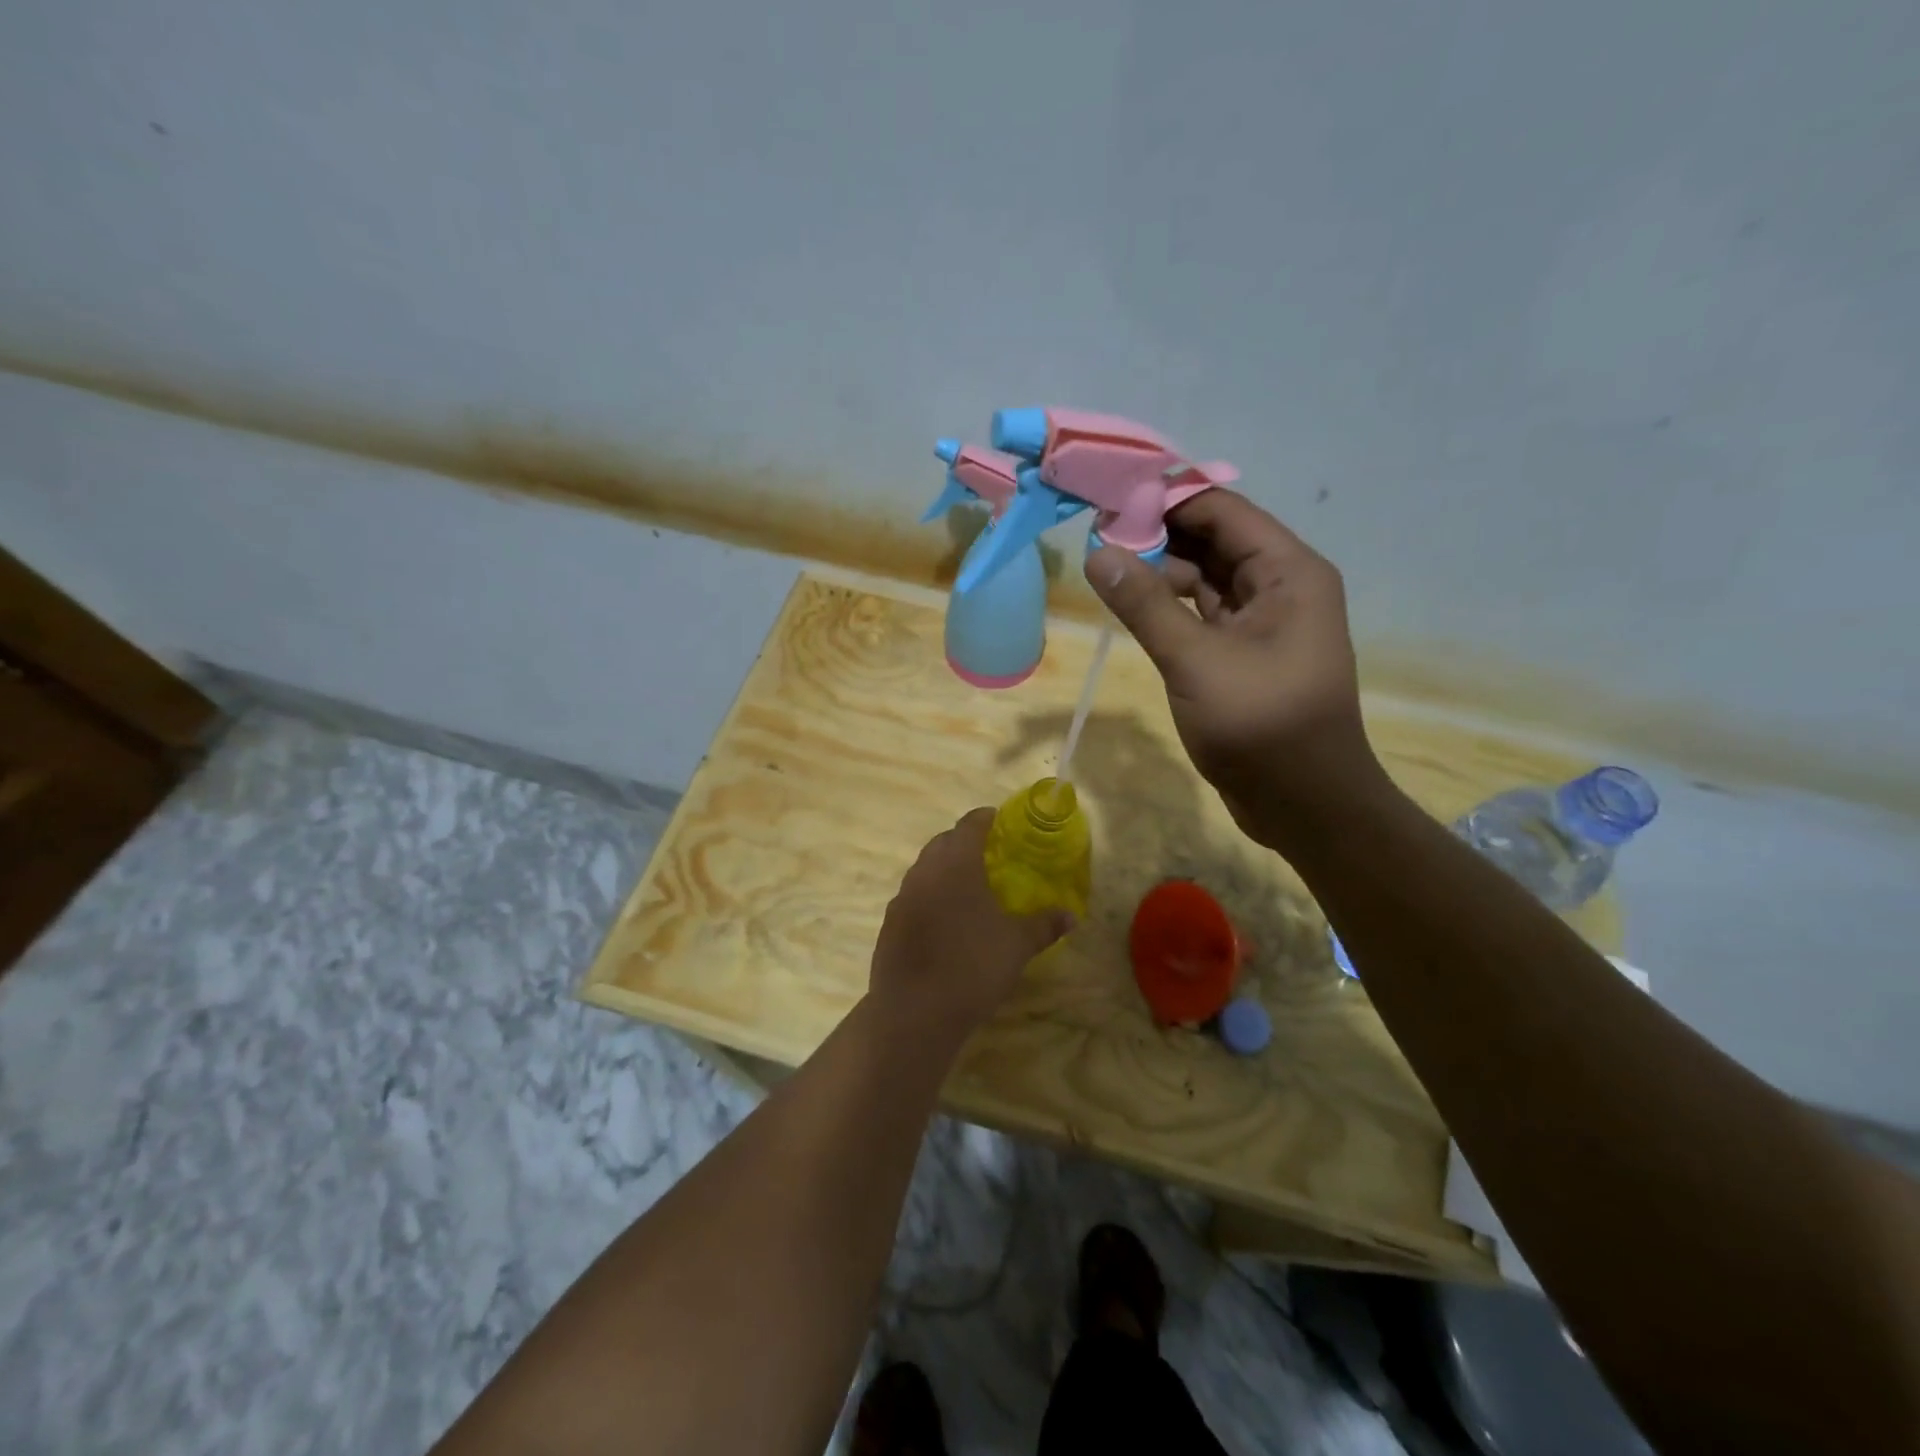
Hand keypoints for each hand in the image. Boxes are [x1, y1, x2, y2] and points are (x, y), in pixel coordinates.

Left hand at [869, 809, 1074, 1043]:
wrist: (915, 1012)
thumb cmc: (973, 967)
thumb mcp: (1017, 945)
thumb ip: (1044, 925)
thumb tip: (1071, 916)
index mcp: (956, 864)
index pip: (969, 825)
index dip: (986, 819)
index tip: (1001, 822)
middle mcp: (924, 872)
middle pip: (943, 842)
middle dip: (964, 842)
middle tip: (989, 856)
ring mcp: (902, 897)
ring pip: (924, 868)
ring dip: (944, 868)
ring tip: (968, 887)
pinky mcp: (889, 923)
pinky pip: (912, 896)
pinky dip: (929, 896)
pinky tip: (944, 921)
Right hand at [1085, 489, 1385, 848]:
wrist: (1304, 803)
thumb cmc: (1260, 725)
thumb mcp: (1196, 661)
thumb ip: (1146, 605)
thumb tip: (1098, 554)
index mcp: (1289, 572)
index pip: (1222, 512)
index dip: (1167, 500)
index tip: (1111, 498)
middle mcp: (1281, 586)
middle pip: (1214, 541)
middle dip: (1160, 535)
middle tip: (1098, 534)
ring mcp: (1264, 621)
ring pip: (1206, 578)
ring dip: (1162, 571)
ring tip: (1107, 568)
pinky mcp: (1245, 653)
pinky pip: (1204, 613)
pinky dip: (1171, 606)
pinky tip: (1134, 605)